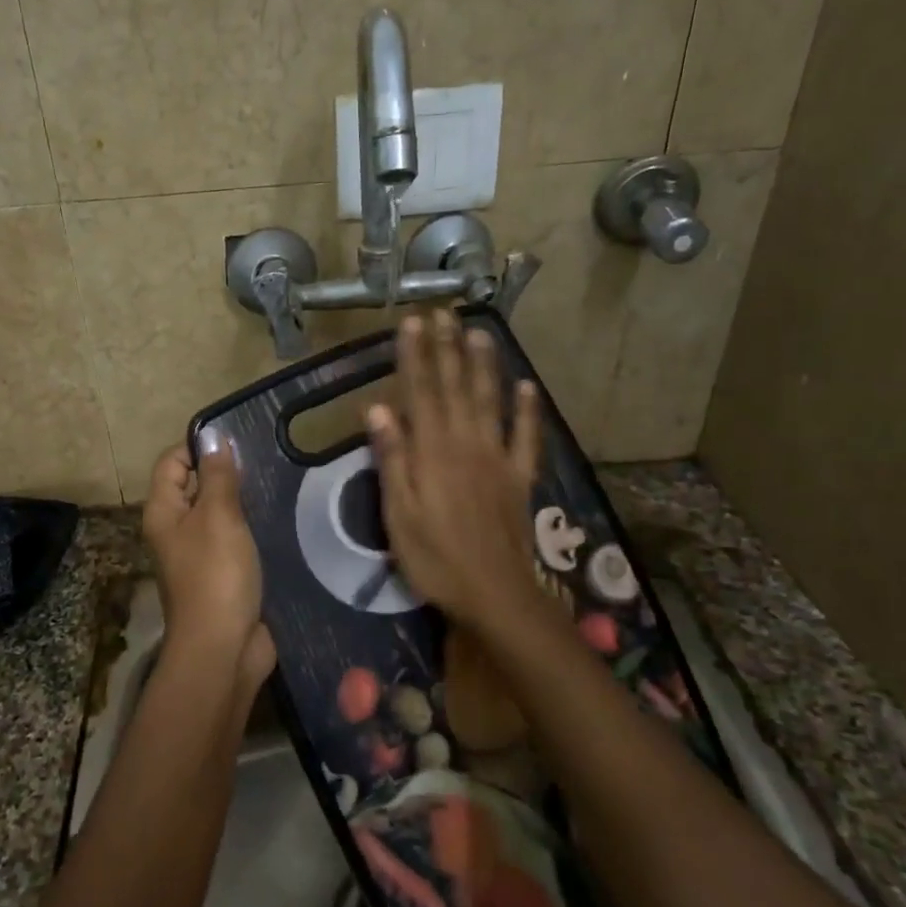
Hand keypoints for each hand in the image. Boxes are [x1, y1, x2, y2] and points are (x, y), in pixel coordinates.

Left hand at [142, 439, 275, 696]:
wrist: (223, 648)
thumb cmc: (216, 574)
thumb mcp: (218, 516)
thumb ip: (217, 475)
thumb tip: (213, 437)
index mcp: (163, 511)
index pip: (172, 461)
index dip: (199, 447)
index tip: (238, 441)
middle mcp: (176, 529)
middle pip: (195, 486)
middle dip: (226, 472)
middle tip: (265, 460)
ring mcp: (200, 554)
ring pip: (219, 513)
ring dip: (243, 501)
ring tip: (277, 483)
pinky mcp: (224, 573)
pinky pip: (236, 539)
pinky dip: (253, 528)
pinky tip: (280, 518)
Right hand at [366, 311, 548, 632]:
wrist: (495, 593)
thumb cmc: (435, 558)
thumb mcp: (398, 514)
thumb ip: (392, 459)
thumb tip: (377, 408)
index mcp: (432, 452)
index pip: (420, 393)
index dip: (415, 356)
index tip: (412, 322)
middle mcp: (466, 444)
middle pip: (456, 388)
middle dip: (448, 348)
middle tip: (444, 313)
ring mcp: (498, 459)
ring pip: (490, 402)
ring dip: (485, 366)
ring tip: (480, 333)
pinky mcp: (520, 478)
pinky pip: (526, 438)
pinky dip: (528, 412)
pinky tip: (528, 388)